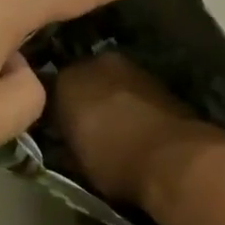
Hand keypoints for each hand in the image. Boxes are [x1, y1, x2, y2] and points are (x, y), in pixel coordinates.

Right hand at [51, 51, 213, 207]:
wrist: (174, 158)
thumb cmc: (114, 161)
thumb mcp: (76, 160)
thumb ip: (65, 139)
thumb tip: (64, 138)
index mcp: (67, 80)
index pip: (50, 88)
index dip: (54, 109)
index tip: (57, 127)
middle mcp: (97, 63)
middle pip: (83, 77)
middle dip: (83, 96)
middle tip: (85, 124)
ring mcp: (131, 68)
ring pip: (111, 81)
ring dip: (110, 97)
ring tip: (113, 126)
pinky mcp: (159, 80)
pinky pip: (135, 90)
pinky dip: (132, 102)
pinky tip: (136, 124)